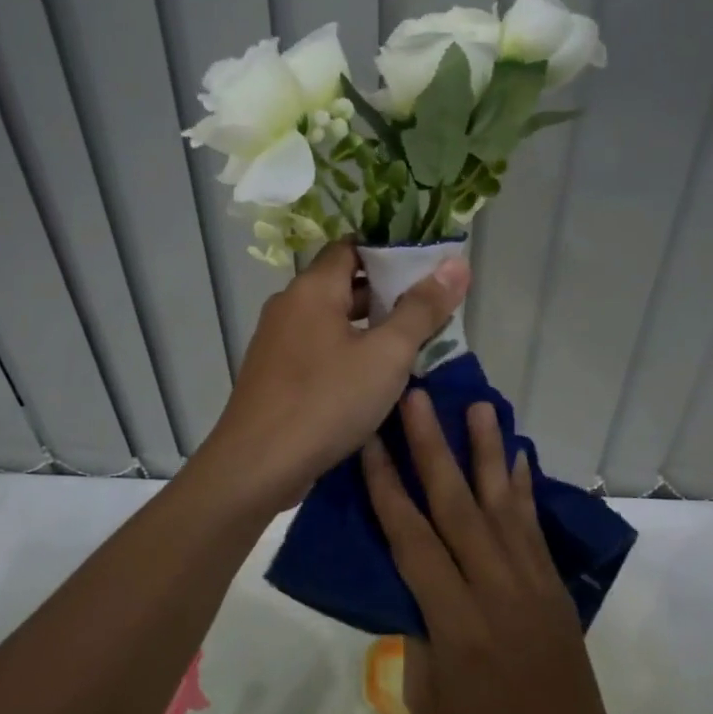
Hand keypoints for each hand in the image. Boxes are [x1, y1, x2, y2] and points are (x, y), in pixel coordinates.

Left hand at [198, 240, 468, 514]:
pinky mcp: (275, 374)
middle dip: (388, 294)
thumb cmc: (326, 402)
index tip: (428, 267)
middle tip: (432, 309)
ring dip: (370, 327)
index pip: (353, 246)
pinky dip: (349, 352)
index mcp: (313, 288)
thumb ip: (422, 309)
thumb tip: (456, 264)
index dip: (391, 252)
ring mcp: (277, 341)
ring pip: (333, 320)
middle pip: (344, 283)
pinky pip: (319, 348)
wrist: (256, 466)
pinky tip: (375, 377)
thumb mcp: (386, 355)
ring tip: (414, 344)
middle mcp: (290, 305)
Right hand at [363, 393, 628, 713]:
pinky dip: (523, 487)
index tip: (370, 443)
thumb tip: (412, 585)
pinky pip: (534, 526)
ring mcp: (531, 582)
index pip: (413, 540)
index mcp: (455, 622)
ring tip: (479, 406)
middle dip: (433, 448)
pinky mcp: (554, 586)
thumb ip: (417, 632)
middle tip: (419, 398)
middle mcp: (495, 588)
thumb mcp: (428, 701)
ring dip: (487, 451)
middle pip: (457, 506)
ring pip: (502, 503)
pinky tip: (518, 456)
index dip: (388, 488)